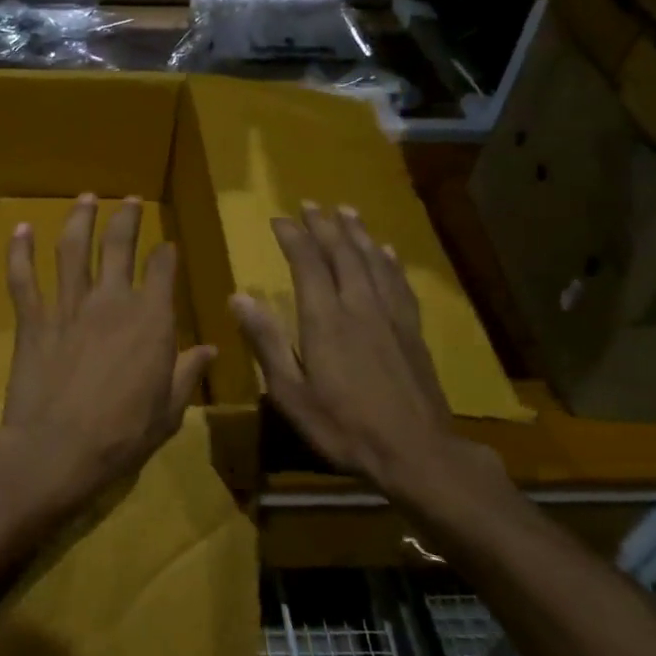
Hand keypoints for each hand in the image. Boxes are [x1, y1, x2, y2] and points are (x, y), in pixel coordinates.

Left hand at [0, 194, 214, 509]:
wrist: (57, 450)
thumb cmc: (122, 436)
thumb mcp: (169, 411)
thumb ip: (188, 374)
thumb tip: (211, 349)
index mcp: (151, 319)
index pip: (163, 270)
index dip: (166, 254)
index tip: (167, 247)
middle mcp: (111, 300)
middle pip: (119, 244)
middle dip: (127, 217)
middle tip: (130, 200)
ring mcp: (69, 306)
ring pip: (73, 249)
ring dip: (80, 219)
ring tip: (86, 198)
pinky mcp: (34, 320)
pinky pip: (23, 278)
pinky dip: (19, 252)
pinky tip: (21, 228)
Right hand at [229, 202, 510, 519]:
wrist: (416, 452)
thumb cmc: (344, 427)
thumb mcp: (291, 393)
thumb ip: (266, 342)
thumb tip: (238, 297)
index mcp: (325, 320)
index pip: (308, 264)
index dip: (294, 237)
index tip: (279, 218)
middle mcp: (359, 307)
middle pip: (342, 254)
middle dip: (324, 226)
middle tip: (311, 204)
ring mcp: (390, 317)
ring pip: (373, 262)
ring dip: (357, 234)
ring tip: (347, 211)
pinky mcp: (412, 331)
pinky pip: (399, 284)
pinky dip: (389, 262)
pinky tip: (387, 252)